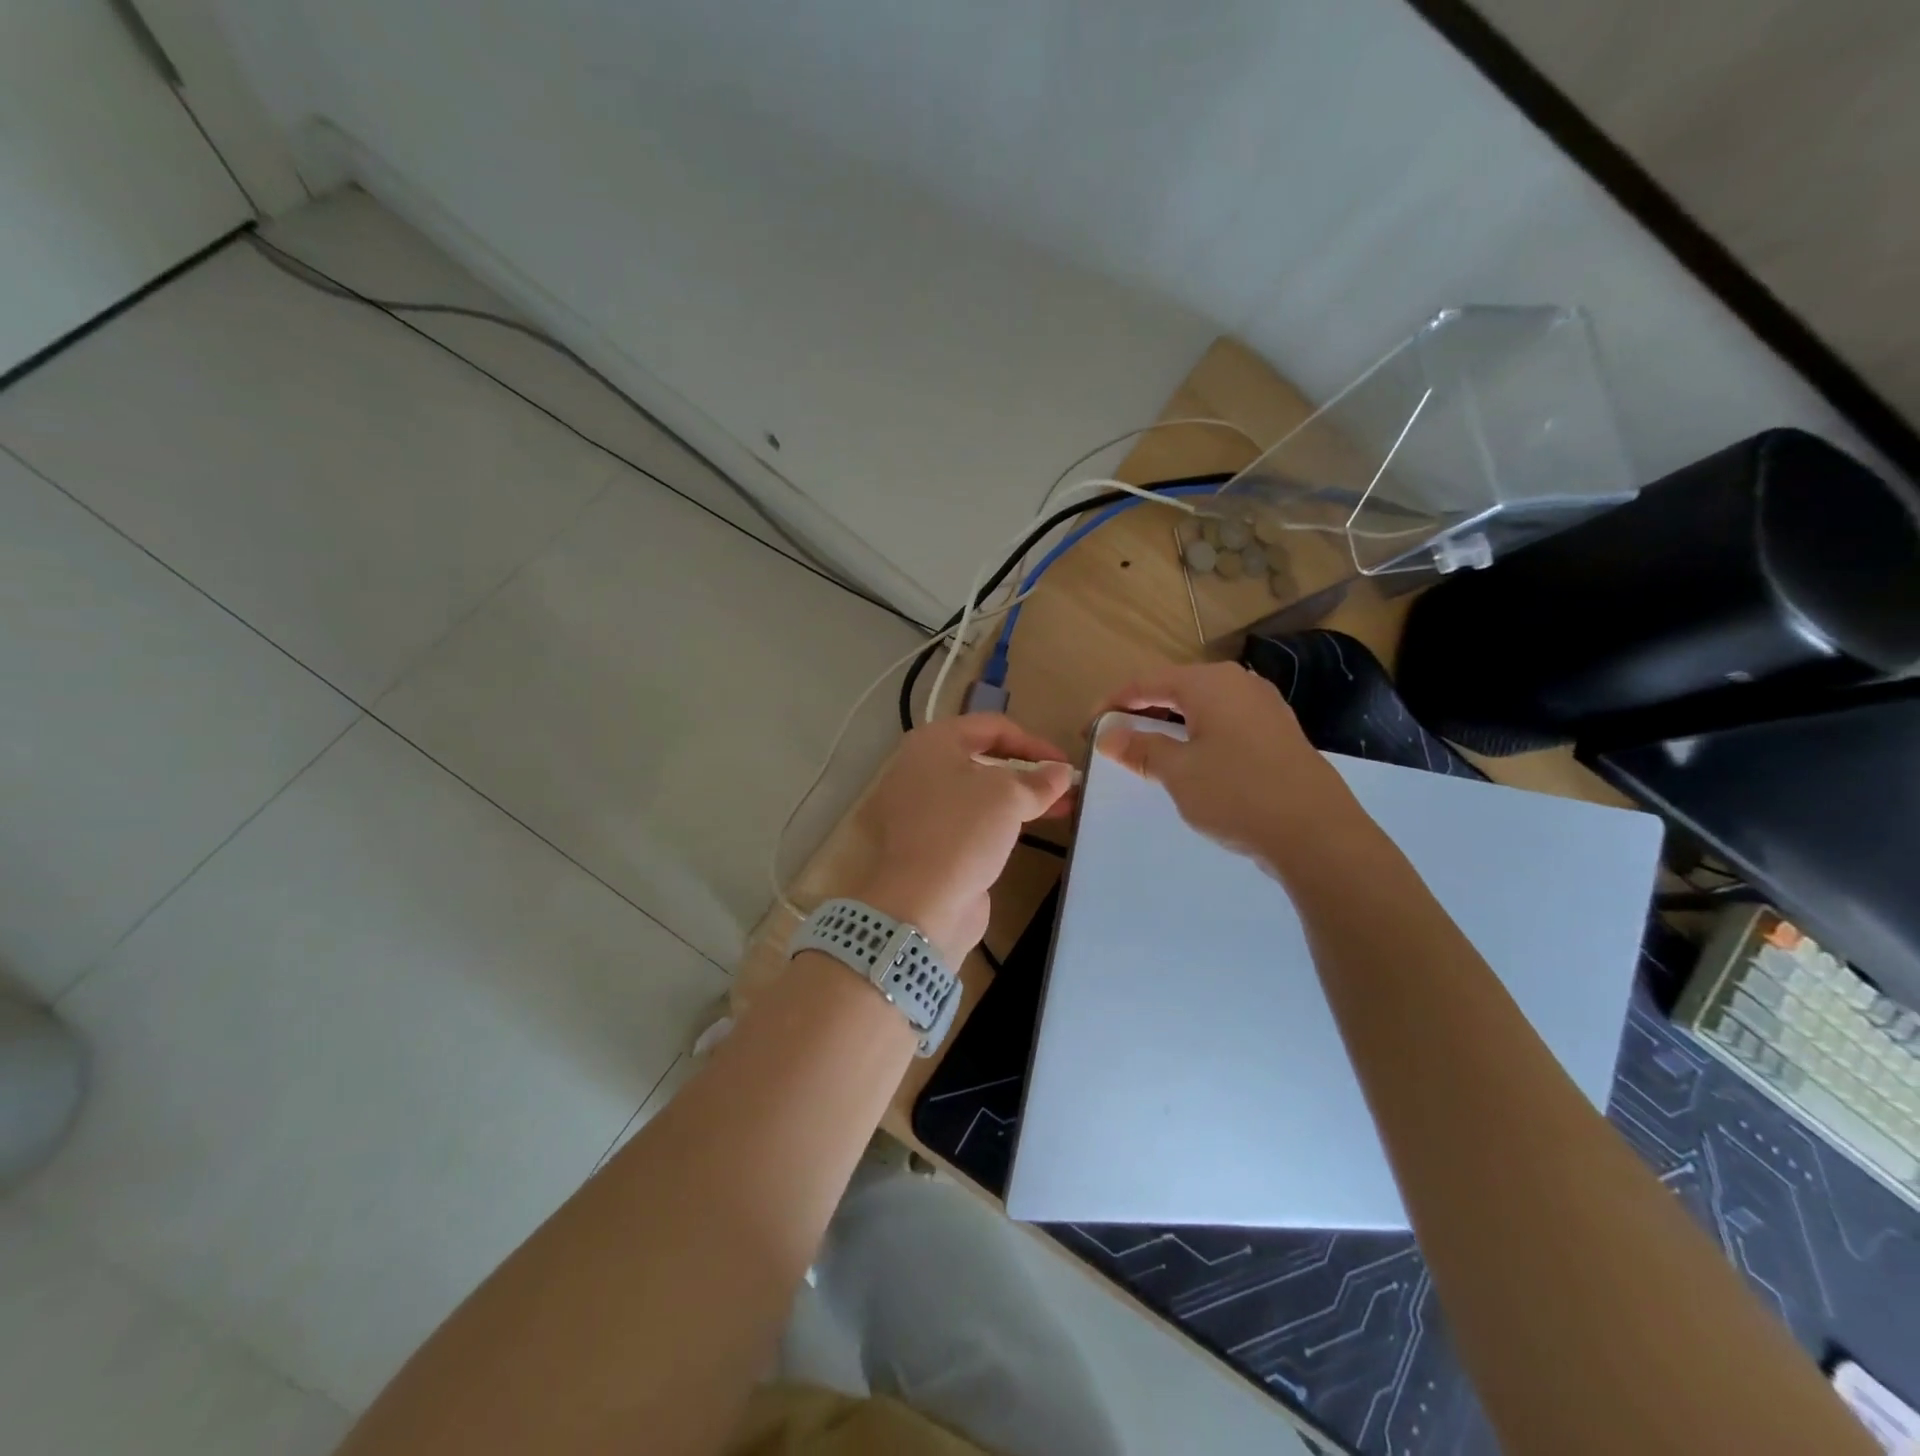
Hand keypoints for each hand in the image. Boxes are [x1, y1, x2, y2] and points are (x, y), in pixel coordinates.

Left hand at [843, 714, 1073, 961]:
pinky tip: (1030, 830)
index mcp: (933, 743)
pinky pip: (970, 821)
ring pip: (978, 792)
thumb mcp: (1008, 796)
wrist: (919, 903)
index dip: (1034, 742)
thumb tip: (1060, 772)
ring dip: (1019, 797)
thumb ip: (1039, 780)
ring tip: (1061, 808)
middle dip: (1028, 771)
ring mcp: (920, 807)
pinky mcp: (927, 842)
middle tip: (1065, 786)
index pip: (992, 727)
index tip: (1065, 764)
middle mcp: (921, 768)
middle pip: (983, 758)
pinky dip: (1000, 821)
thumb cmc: (962, 832)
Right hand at [1098, 662, 1357, 869]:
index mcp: (1210, 683)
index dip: (1114, 701)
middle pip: (1177, 688)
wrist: (1317, 834)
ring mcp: (1265, 707)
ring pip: (1203, 706)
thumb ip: (1141, 748)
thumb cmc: (1238, 793)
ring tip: (1147, 748)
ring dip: (1171, 723)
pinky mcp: (1279, 734)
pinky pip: (1226, 723)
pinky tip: (1192, 760)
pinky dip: (1199, 735)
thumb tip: (1108, 735)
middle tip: (1114, 736)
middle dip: (1142, 710)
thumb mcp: (1178, 772)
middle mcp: (1239, 684)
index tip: (1089, 726)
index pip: (1148, 681)